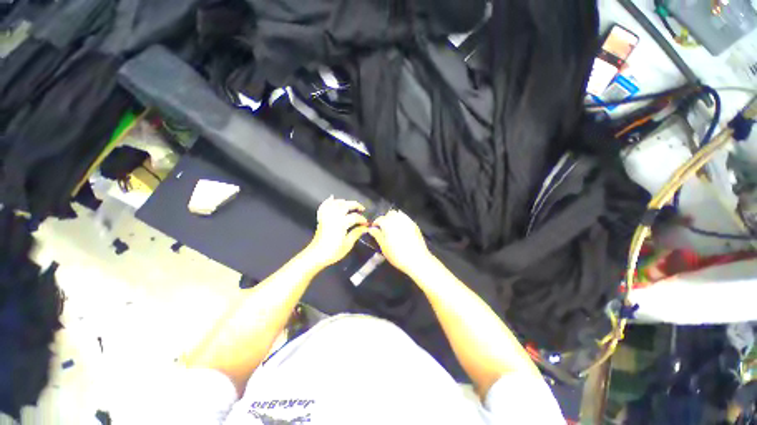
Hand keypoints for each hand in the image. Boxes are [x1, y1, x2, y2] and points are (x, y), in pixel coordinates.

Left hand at [306, 197, 368, 267]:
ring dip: (344, 202)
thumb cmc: (333, 252)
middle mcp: (334, 217)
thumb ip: (356, 233)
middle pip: (345, 205)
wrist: (316, 255)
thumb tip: (365, 228)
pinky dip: (328, 201)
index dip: (362, 219)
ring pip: (335, 203)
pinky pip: (324, 206)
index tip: (367, 223)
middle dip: (355, 205)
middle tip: (362, 209)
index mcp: (341, 223)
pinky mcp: (321, 219)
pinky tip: (332, 198)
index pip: (355, 217)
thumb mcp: (348, 244)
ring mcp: (326, 216)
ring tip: (350, 205)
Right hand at [368, 209, 431, 275]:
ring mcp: (408, 221)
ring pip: (398, 214)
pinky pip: (406, 218)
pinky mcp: (415, 225)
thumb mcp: (384, 247)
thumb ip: (377, 235)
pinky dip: (401, 221)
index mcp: (389, 224)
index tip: (374, 229)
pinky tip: (401, 229)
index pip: (380, 219)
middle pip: (390, 214)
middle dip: (385, 219)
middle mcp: (398, 219)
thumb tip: (371, 229)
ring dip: (393, 218)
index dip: (375, 223)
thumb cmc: (397, 255)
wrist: (417, 260)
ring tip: (392, 228)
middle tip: (383, 228)